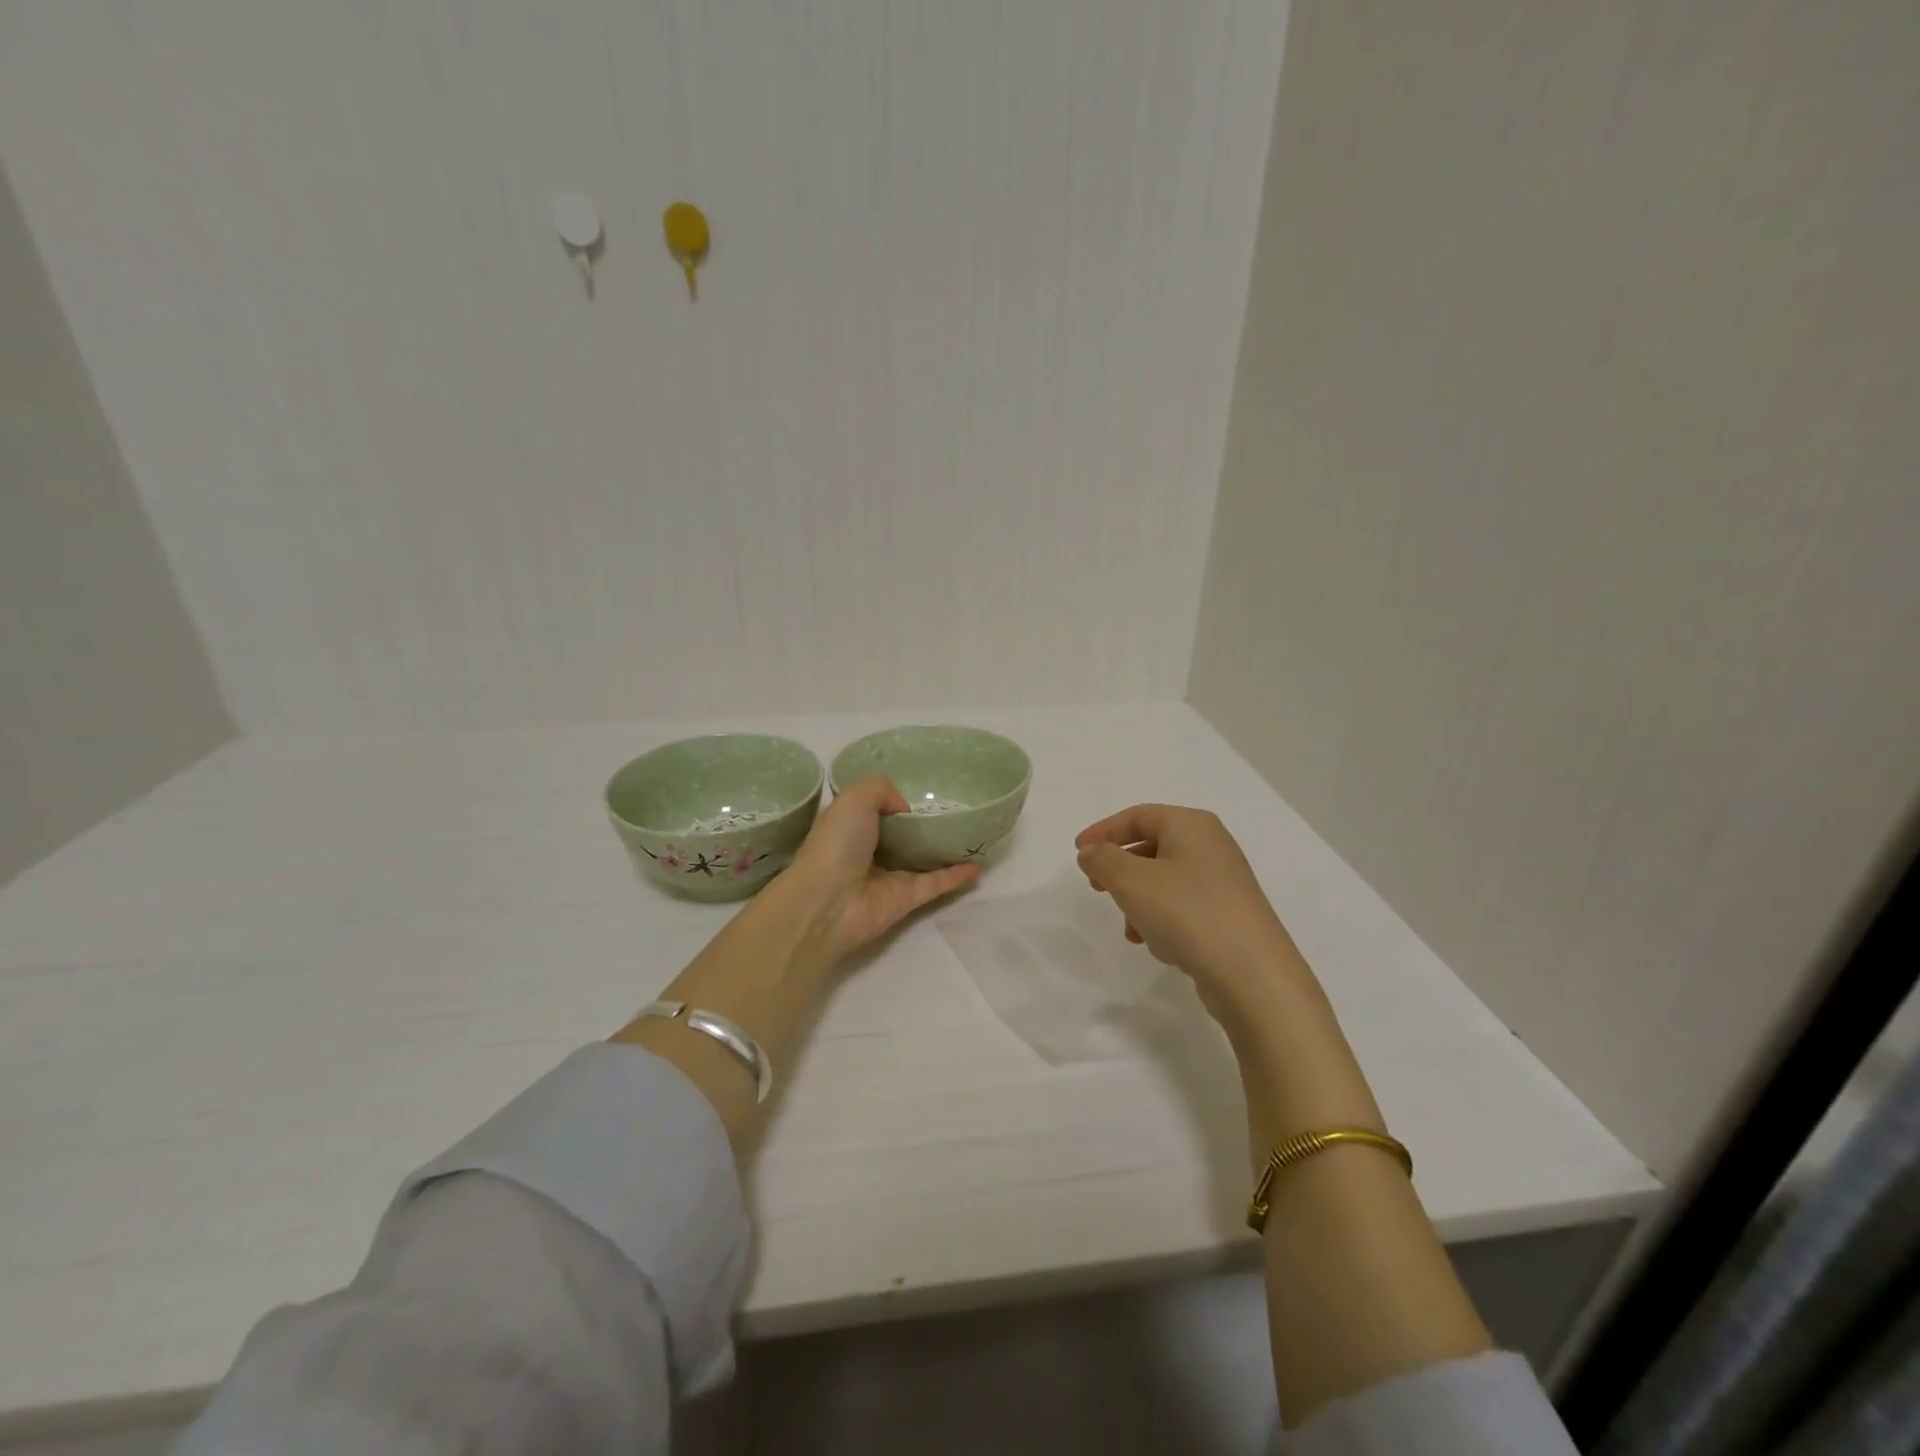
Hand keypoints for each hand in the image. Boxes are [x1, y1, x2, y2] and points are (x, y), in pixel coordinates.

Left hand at [786, 775, 981, 964]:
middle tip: (956, 809)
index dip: (894, 800)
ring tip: (972, 835)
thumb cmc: (836, 845)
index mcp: (851, 825)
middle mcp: (869, 850)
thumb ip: (882, 789)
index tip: (921, 790)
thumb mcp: (854, 798)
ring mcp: (889, 876)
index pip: (875, 809)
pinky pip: (937, 883)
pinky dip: (957, 875)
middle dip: (923, 824)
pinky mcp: (907, 899)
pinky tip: (979, 865)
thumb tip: (906, 810)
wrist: (827, 903)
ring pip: (923, 859)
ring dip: (944, 850)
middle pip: (902, 835)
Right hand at [1075, 804, 1306, 1012]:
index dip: (1103, 831)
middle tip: (1097, 887)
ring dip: (1139, 901)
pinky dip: (1162, 918)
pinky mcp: (1230, 915)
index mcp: (1191, 825)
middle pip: (1152, 846)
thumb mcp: (1131, 881)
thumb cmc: (1187, 913)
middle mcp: (1212, 846)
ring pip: (1165, 880)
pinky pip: (1183, 906)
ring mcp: (1224, 882)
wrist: (1253, 974)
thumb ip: (1103, 859)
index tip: (1078, 852)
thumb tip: (1092, 852)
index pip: (1138, 816)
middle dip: (1120, 869)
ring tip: (1130, 929)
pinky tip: (1157, 945)